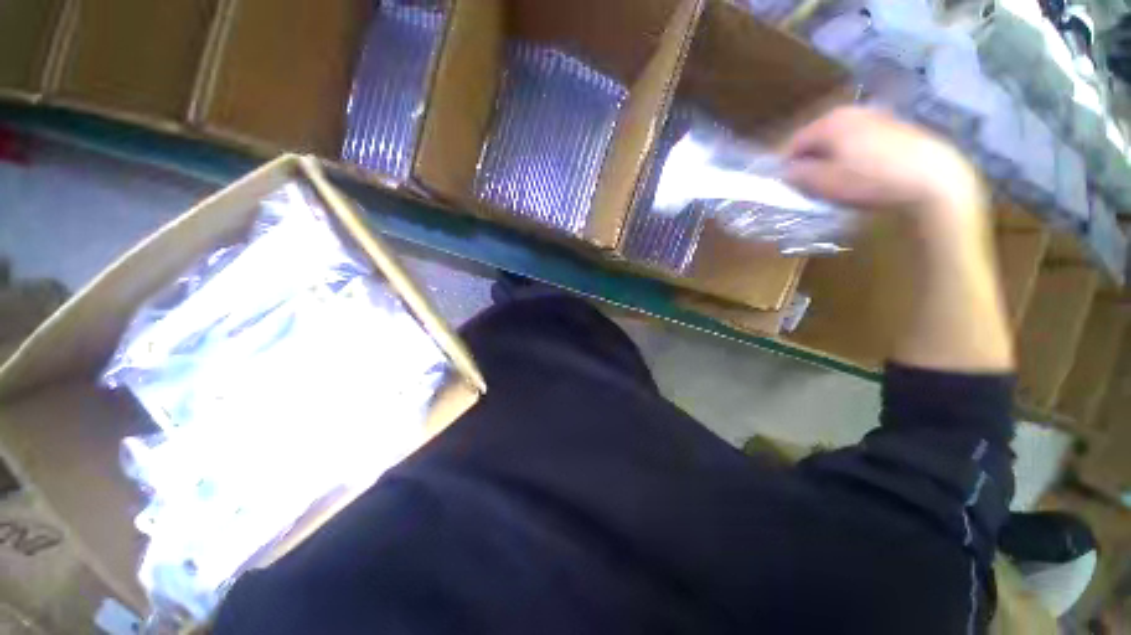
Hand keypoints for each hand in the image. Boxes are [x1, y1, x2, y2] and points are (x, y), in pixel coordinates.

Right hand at [783, 107, 987, 233]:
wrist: (933, 178)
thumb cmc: (871, 179)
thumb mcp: (826, 183)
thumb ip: (800, 175)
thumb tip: (787, 171)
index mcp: (830, 122)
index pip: (795, 142)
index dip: (786, 164)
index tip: (786, 184)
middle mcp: (852, 111)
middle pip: (818, 137)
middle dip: (810, 159)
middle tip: (810, 183)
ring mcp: (877, 115)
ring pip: (840, 137)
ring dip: (832, 157)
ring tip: (836, 179)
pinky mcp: (897, 126)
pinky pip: (862, 139)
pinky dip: (854, 154)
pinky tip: (863, 172)